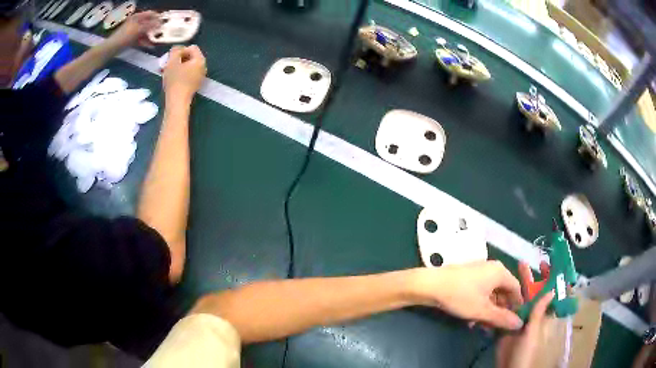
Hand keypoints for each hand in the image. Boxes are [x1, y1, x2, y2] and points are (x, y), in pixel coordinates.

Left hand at [106, 11, 160, 48]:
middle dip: (155, 28)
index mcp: (137, 17)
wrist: (112, 48)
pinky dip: (145, 42)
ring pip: (145, 32)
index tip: (165, 21)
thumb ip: (150, 25)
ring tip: (158, 40)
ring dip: (151, 36)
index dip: (158, 17)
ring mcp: (133, 31)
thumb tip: (161, 23)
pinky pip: (141, 39)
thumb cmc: (125, 36)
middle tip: (163, 31)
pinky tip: (151, 46)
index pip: (151, 14)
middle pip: (148, 23)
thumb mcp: (139, 29)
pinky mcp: (131, 39)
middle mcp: (136, 22)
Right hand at [162, 45, 206, 100]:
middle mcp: (203, 67)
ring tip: (167, 71)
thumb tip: (177, 48)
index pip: (192, 47)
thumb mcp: (172, 61)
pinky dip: (180, 73)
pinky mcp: (195, 84)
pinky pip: (188, 74)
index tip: (171, 58)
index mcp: (200, 60)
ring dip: (177, 66)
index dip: (180, 50)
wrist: (177, 102)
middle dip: (178, 59)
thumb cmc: (175, 80)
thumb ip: (175, 51)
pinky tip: (171, 78)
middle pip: (190, 57)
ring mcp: (200, 76)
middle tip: (168, 64)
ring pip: (188, 66)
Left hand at [411, 261, 523, 329]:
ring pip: (490, 294)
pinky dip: (479, 305)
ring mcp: (479, 272)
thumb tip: (520, 324)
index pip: (516, 289)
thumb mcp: (483, 310)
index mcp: (500, 272)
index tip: (513, 321)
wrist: (429, 285)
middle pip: (503, 291)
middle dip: (500, 311)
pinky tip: (472, 320)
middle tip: (496, 327)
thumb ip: (502, 318)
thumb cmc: (460, 296)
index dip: (516, 306)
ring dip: (488, 311)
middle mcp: (492, 268)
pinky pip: (480, 292)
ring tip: (482, 326)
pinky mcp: (467, 277)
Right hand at [496, 261, 556, 367]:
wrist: (508, 367)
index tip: (545, 264)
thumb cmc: (526, 350)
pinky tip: (495, 292)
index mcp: (541, 314)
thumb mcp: (533, 331)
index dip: (548, 278)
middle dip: (529, 278)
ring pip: (517, 300)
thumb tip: (551, 290)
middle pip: (531, 293)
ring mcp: (517, 319)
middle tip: (522, 263)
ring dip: (513, 287)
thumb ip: (539, 312)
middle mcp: (531, 313)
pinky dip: (500, 301)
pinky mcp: (505, 324)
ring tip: (505, 275)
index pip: (548, 292)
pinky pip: (504, 310)